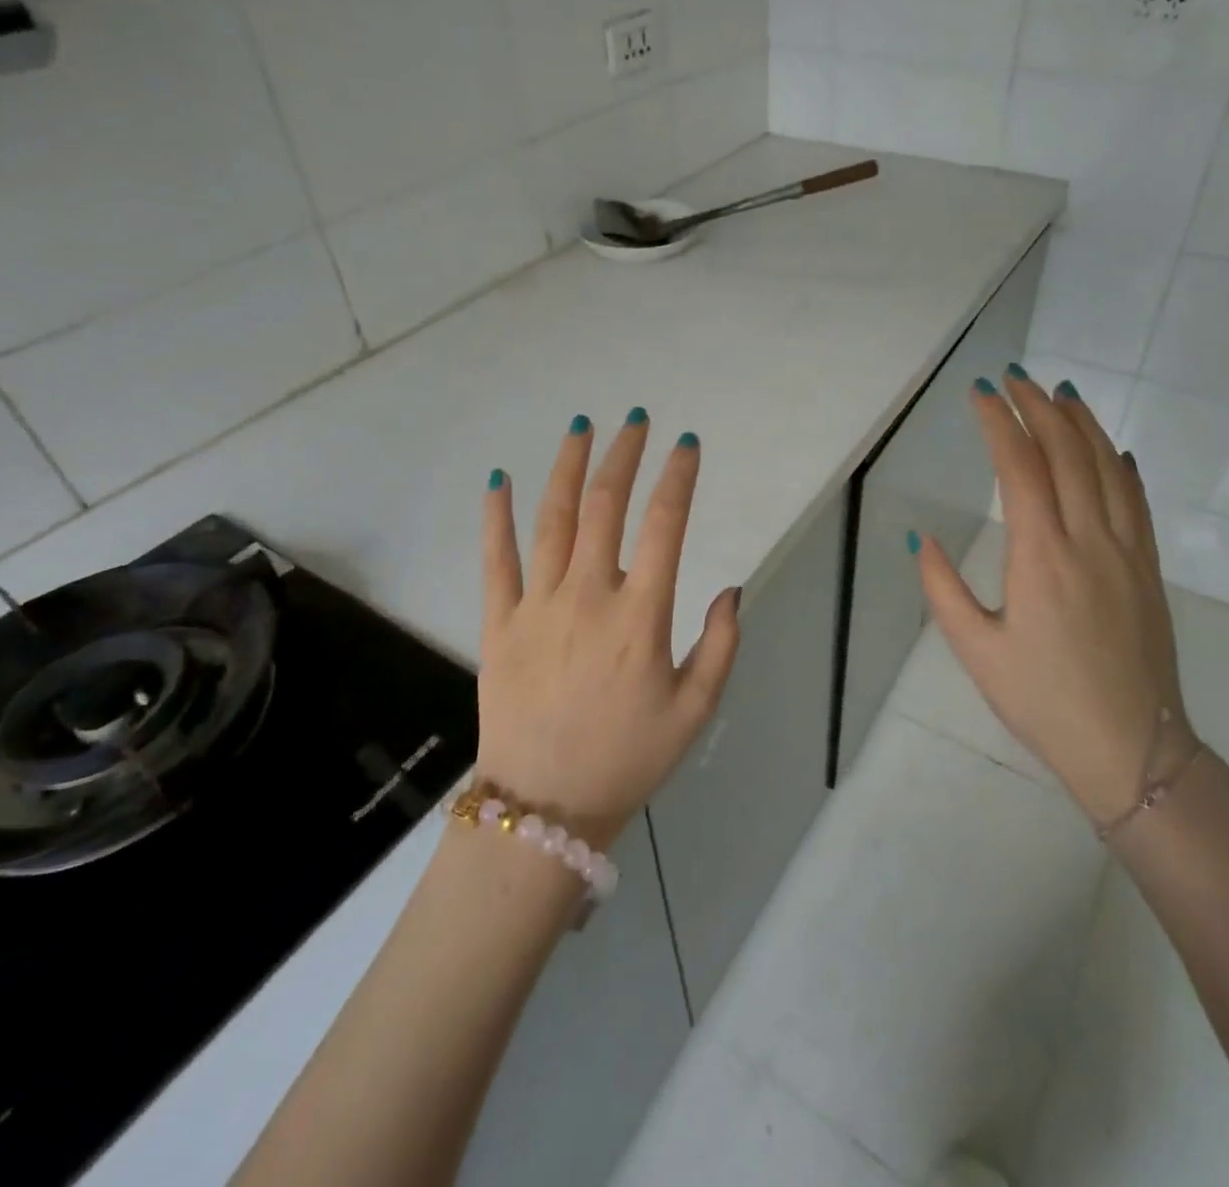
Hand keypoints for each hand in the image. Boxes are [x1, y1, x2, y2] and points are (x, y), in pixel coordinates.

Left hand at [476, 412, 741, 848]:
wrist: (545, 809)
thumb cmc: (628, 759)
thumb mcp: (695, 711)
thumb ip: (721, 646)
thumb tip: (732, 588)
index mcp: (641, 616)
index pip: (665, 525)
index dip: (678, 477)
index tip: (687, 445)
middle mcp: (589, 596)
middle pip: (606, 506)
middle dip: (623, 455)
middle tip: (635, 420)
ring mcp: (537, 605)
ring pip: (552, 519)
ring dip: (567, 467)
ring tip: (580, 427)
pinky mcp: (498, 622)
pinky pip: (496, 559)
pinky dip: (497, 516)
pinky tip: (499, 479)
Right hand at [913, 371, 1192, 827]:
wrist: (1133, 749)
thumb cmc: (1042, 701)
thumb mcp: (975, 650)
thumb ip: (941, 588)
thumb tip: (918, 536)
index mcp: (1041, 557)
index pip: (1021, 469)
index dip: (1000, 424)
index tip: (980, 393)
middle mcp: (1089, 541)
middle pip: (1068, 454)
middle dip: (1040, 409)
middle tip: (1016, 379)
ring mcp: (1128, 553)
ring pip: (1109, 469)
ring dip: (1084, 425)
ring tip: (1062, 393)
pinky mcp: (1149, 570)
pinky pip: (1138, 502)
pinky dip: (1122, 466)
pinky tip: (1114, 452)